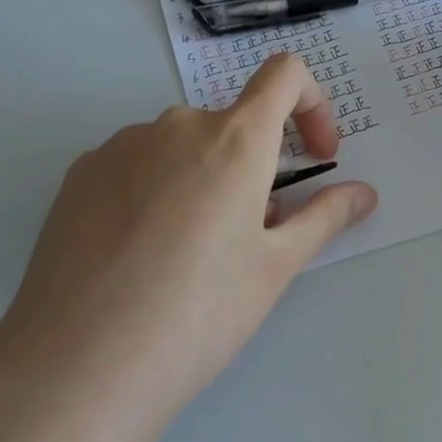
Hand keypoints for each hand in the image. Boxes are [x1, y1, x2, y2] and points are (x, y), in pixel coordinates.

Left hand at [0, 53, 377, 441]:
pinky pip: (136, 164)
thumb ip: (323, 218)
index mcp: (233, 139)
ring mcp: (119, 146)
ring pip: (182, 147)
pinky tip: (139, 255)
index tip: (316, 155)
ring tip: (190, 254)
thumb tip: (364, 193)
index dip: (312, 104)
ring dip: (203, 178)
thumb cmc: (197, 314)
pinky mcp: (79, 174)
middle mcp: (175, 125)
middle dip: (254, 166)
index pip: (285, 74)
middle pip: (232, 124)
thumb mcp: (274, 269)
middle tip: (250, 236)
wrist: (77, 367)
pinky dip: (156, 189)